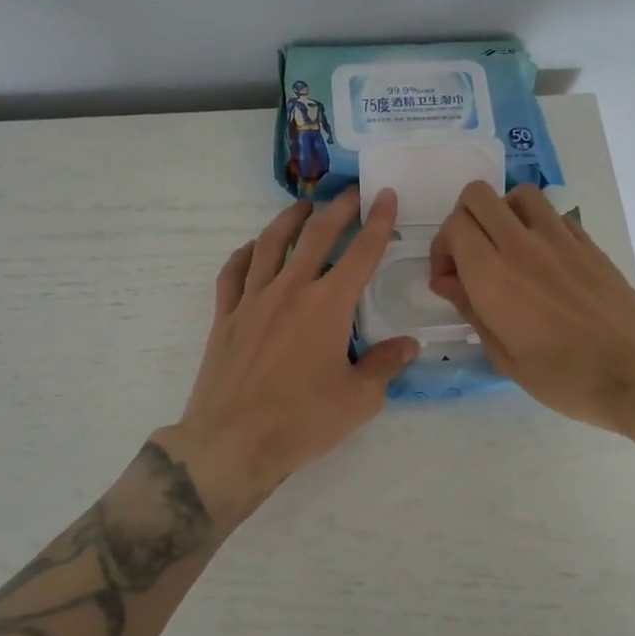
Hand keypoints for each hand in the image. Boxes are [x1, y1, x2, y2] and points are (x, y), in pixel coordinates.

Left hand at [155, 190, 418, 524]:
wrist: (232, 442)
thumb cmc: (301, 422)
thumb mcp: (358, 400)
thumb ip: (385, 366)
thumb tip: (408, 345)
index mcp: (327, 305)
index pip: (361, 253)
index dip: (378, 221)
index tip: (386, 195)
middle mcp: (290, 290)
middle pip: (316, 236)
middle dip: (337, 209)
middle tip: (351, 193)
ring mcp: (253, 300)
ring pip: (270, 244)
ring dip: (289, 220)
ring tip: (303, 207)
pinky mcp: (226, 316)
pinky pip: (233, 272)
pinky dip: (245, 253)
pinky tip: (253, 248)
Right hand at [428, 182, 634, 439]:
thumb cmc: (565, 377)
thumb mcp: (504, 356)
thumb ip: (470, 309)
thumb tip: (448, 281)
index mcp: (493, 274)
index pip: (454, 225)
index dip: (442, 248)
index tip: (450, 281)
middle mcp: (522, 244)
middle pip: (477, 196)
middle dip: (463, 220)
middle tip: (470, 258)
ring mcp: (559, 238)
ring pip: (517, 194)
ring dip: (501, 213)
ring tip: (505, 249)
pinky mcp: (587, 242)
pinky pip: (551, 213)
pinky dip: (535, 224)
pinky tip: (542, 260)